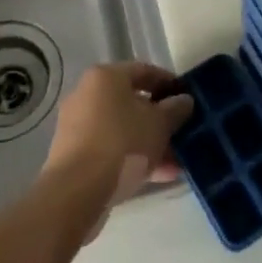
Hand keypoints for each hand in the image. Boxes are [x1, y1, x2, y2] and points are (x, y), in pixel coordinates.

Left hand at [43, 62, 193, 239]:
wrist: (76, 192)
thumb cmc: (122, 143)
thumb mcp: (159, 124)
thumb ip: (175, 109)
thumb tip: (184, 101)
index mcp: (105, 77)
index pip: (143, 70)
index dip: (168, 83)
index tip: (187, 98)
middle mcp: (87, 95)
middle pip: (132, 102)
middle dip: (159, 120)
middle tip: (182, 133)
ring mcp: (78, 126)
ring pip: (123, 129)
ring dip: (149, 143)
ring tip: (176, 162)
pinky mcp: (74, 156)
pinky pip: (111, 149)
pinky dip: (132, 158)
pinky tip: (158, 176)